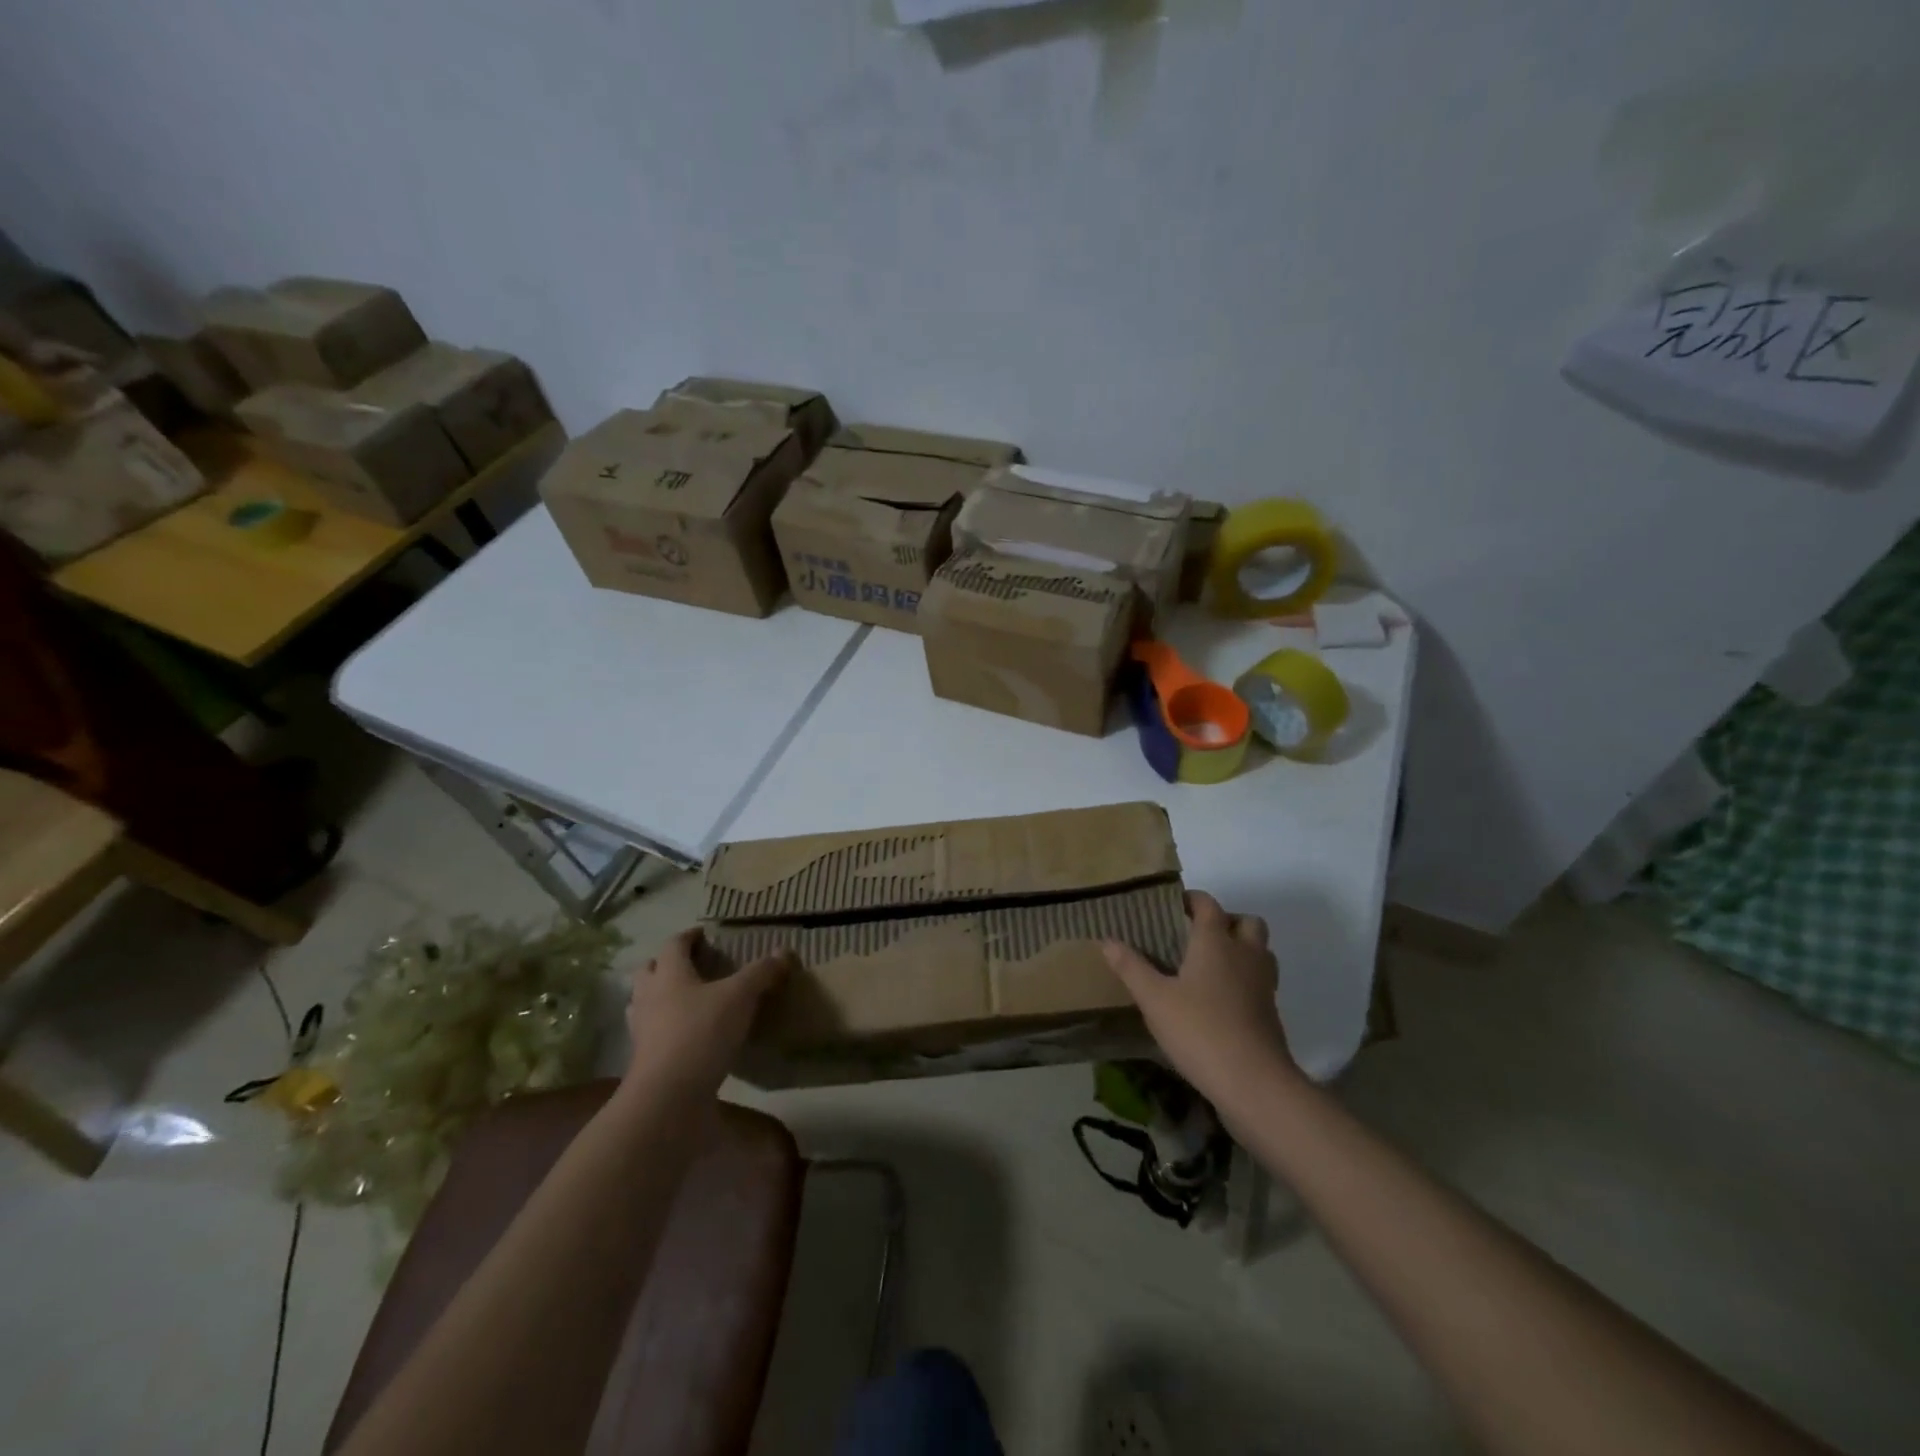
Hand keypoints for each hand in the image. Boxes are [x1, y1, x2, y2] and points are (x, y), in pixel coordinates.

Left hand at [622, 929, 792, 1099]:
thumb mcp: (740, 997)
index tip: (704, 935)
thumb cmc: (702, 1033)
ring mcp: (643, 1031)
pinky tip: (687, 1035)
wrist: (668, 1097)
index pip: (673, 945)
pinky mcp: (645, 1060)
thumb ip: (761, 973)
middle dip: (667, 964)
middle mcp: (649, 998)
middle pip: (649, 971)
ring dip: (660, 996)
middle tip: (692, 965)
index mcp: (669, 975)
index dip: (689, 936)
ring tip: (686, 999)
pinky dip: (666, 1028)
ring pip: (644, 1003)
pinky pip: (652, 1034)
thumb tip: (784, 952)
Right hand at [1102, 891, 1293, 1107]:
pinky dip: (1245, 978)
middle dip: (1225, 921)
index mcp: (1216, 941)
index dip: (1191, 899)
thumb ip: (1131, 967)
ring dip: (1240, 948)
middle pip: (1246, 922)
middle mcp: (1245, 954)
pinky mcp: (1271, 1012)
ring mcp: (1263, 984)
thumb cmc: (1199, 1030)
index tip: (1171, 906)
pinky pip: (1260, 980)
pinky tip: (1220, 999)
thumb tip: (1107, 941)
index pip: (1208, 904)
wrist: (1254, 1083)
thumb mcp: (1154, 999)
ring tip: (1210, 964)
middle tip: (1196, 935)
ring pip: (1260, 950)